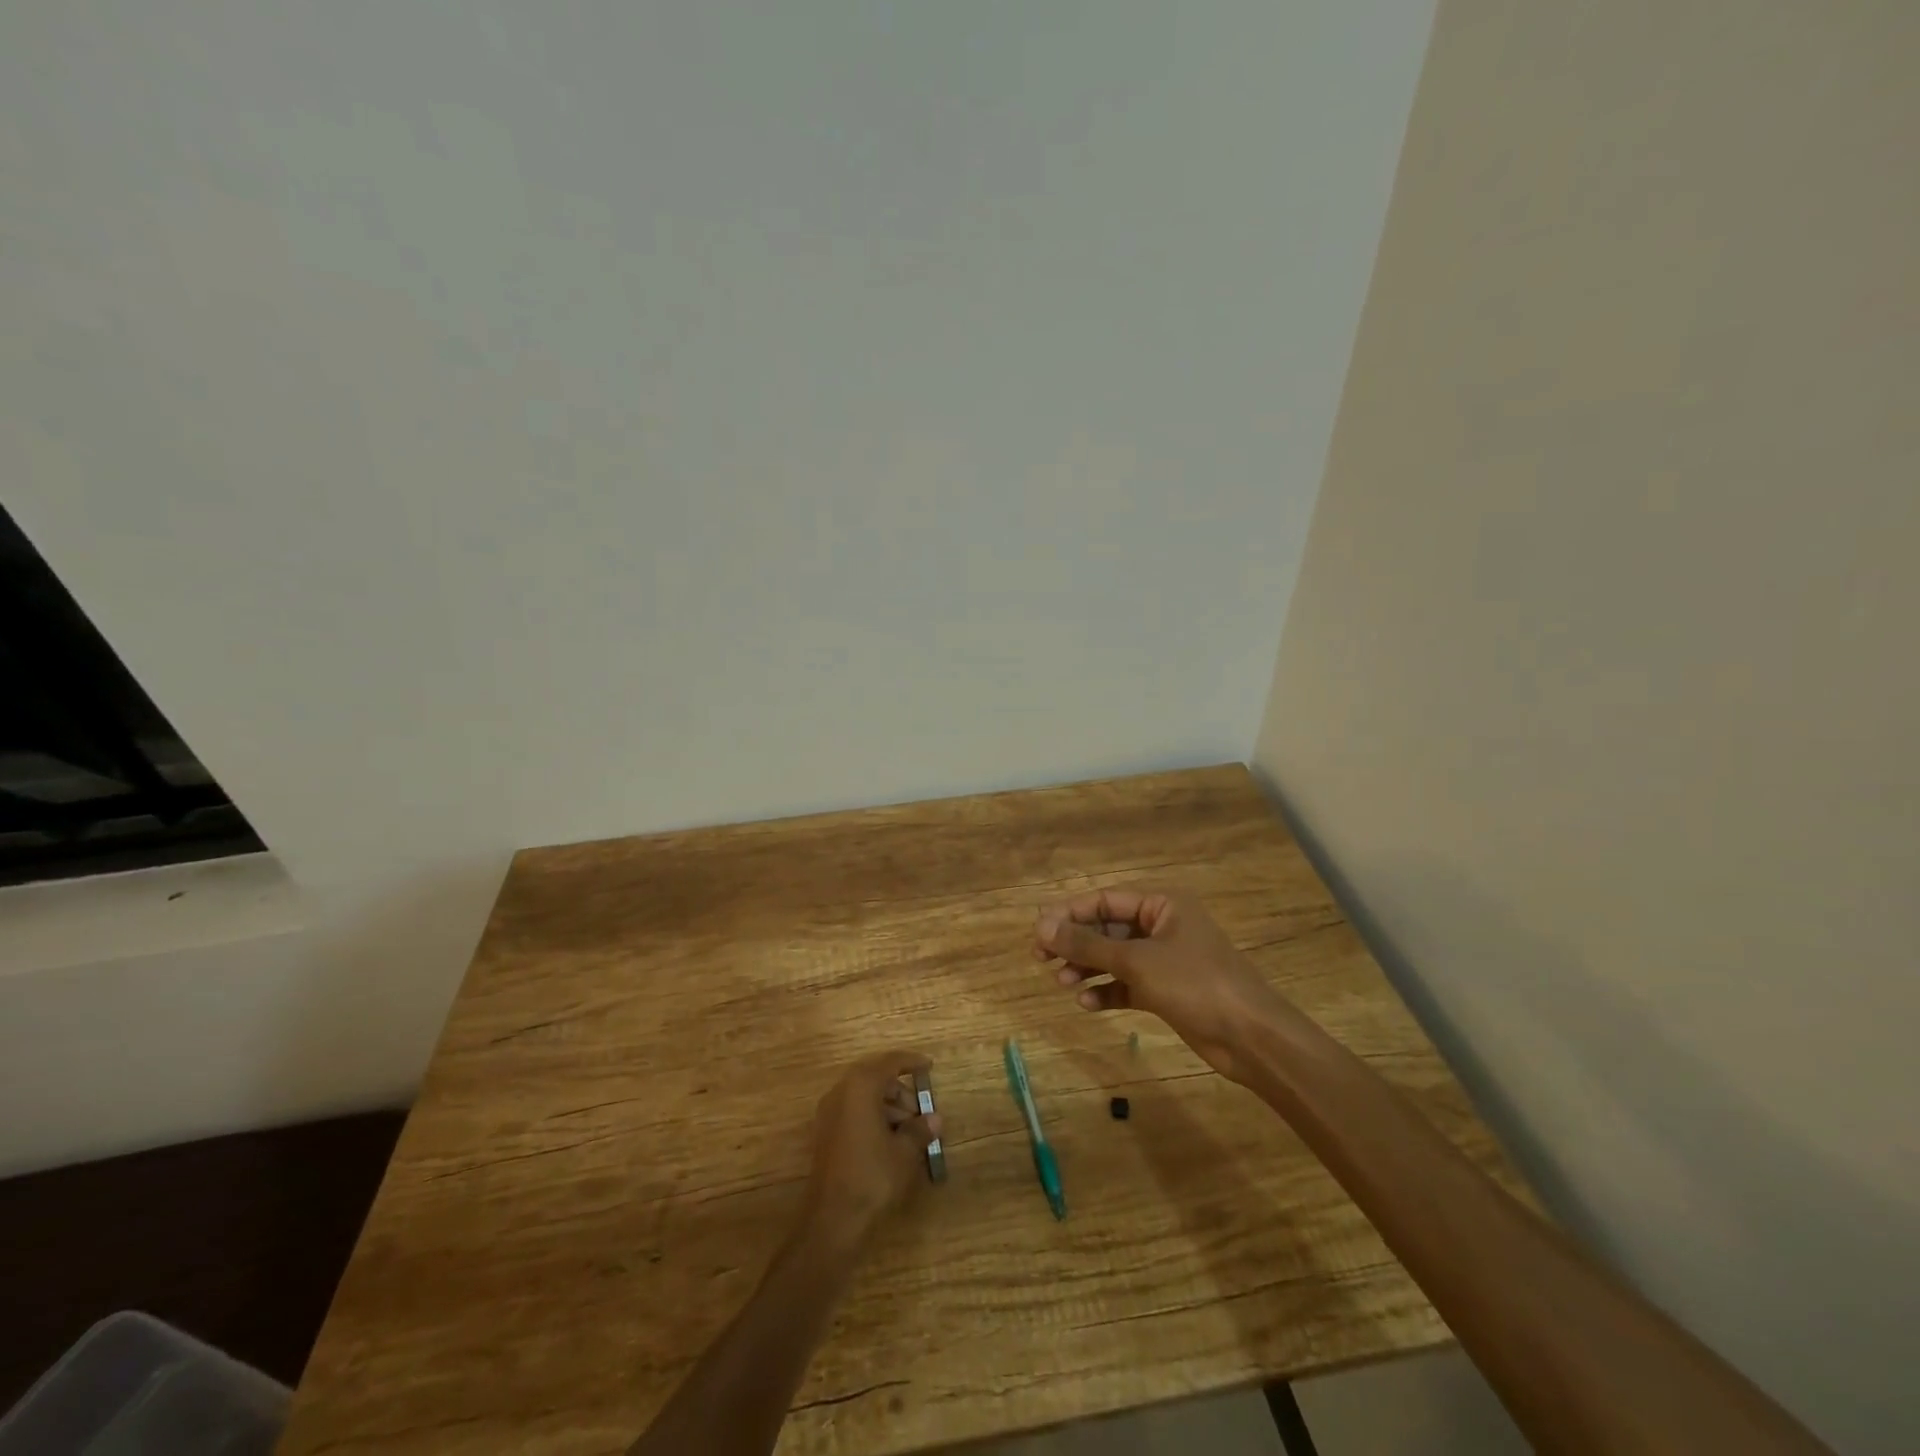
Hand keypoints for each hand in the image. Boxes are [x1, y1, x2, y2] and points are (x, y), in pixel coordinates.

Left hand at [800, 1050, 941, 1251]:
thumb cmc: (872, 1177)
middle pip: (876, 1079)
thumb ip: (920, 1129)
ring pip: (865, 1097)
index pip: (890, 1062)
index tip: (930, 1067)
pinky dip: (874, 1118)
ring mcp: (829, 1113)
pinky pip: (854, 1113)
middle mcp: (841, 1092)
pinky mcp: (825, 1135)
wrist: (832, 1221)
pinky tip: (891, 1142)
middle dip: (902, 1093)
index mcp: (860, 1087)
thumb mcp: (905, 1152)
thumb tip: (934, 1119)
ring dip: (889, 1108)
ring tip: (911, 1133)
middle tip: (922, 1114)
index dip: (912, 1062)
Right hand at [1034, 887, 1291, 1081]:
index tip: (1037, 932)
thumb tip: (1041, 926)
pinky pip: (1126, 984)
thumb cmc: (1195, 984)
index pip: (1104, 900)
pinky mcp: (1166, 991)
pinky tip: (1087, 1002)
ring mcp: (1164, 960)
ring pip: (1114, 957)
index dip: (1069, 914)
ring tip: (1062, 983)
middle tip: (1040, 959)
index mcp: (1162, 904)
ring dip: (1087, 968)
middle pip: (1107, 928)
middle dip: (1075, 943)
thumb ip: (1087, 944)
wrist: (1250, 1037)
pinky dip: (1106, 990)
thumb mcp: (1136, 960)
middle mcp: (1161, 926)